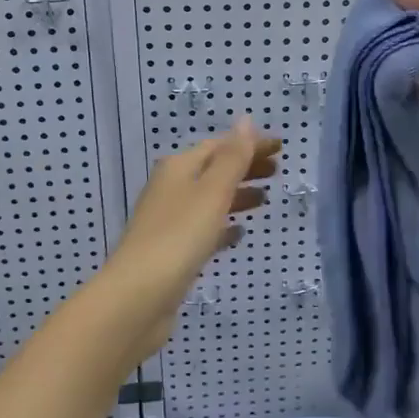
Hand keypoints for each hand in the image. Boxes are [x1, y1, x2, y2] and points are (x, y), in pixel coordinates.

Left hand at [97, 117, 280, 358]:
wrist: (137, 298)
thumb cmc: (178, 237)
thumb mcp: (212, 192)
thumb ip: (232, 158)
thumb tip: (244, 119)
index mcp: (178, 168)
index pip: (219, 146)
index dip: (249, 144)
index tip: (280, 147)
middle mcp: (171, 189)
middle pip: (214, 170)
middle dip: (245, 167)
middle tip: (278, 171)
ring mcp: (169, 221)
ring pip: (209, 200)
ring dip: (237, 195)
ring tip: (266, 200)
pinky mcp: (172, 252)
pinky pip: (204, 229)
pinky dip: (224, 226)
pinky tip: (239, 235)